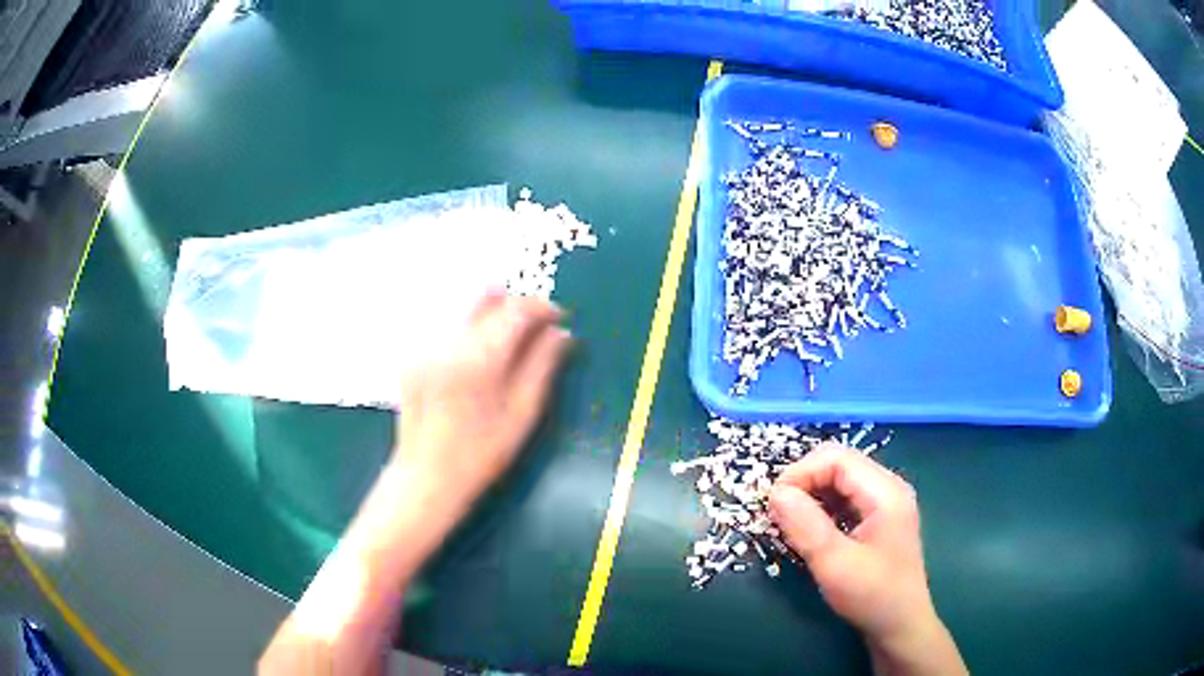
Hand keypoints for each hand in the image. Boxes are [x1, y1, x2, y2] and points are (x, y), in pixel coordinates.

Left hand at [393, 292, 571, 506]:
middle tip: (537, 329)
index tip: (559, 320)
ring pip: (467, 310)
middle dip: (517, 307)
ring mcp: (427, 346)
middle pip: (488, 299)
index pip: (516, 309)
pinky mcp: (415, 355)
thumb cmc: (482, 454)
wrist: (427, 476)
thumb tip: (560, 333)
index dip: (542, 307)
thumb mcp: (523, 413)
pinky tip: (480, 360)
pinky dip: (472, 332)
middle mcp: (449, 341)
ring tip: (511, 345)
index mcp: (479, 356)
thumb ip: (542, 366)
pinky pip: (450, 328)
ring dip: (494, 317)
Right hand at [768, 444, 965, 675]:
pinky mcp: (879, 519)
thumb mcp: (834, 564)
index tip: (772, 503)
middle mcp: (888, 488)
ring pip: (840, 481)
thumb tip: (775, 494)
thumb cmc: (872, 595)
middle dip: (804, 482)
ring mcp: (885, 503)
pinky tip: (809, 531)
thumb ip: (805, 526)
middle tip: (777, 512)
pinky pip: (845, 499)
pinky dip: (822, 508)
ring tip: (788, 522)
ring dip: (811, 496)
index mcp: (885, 491)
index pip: (836, 458)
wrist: (901, 626)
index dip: (800, 473)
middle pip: (839, 464)